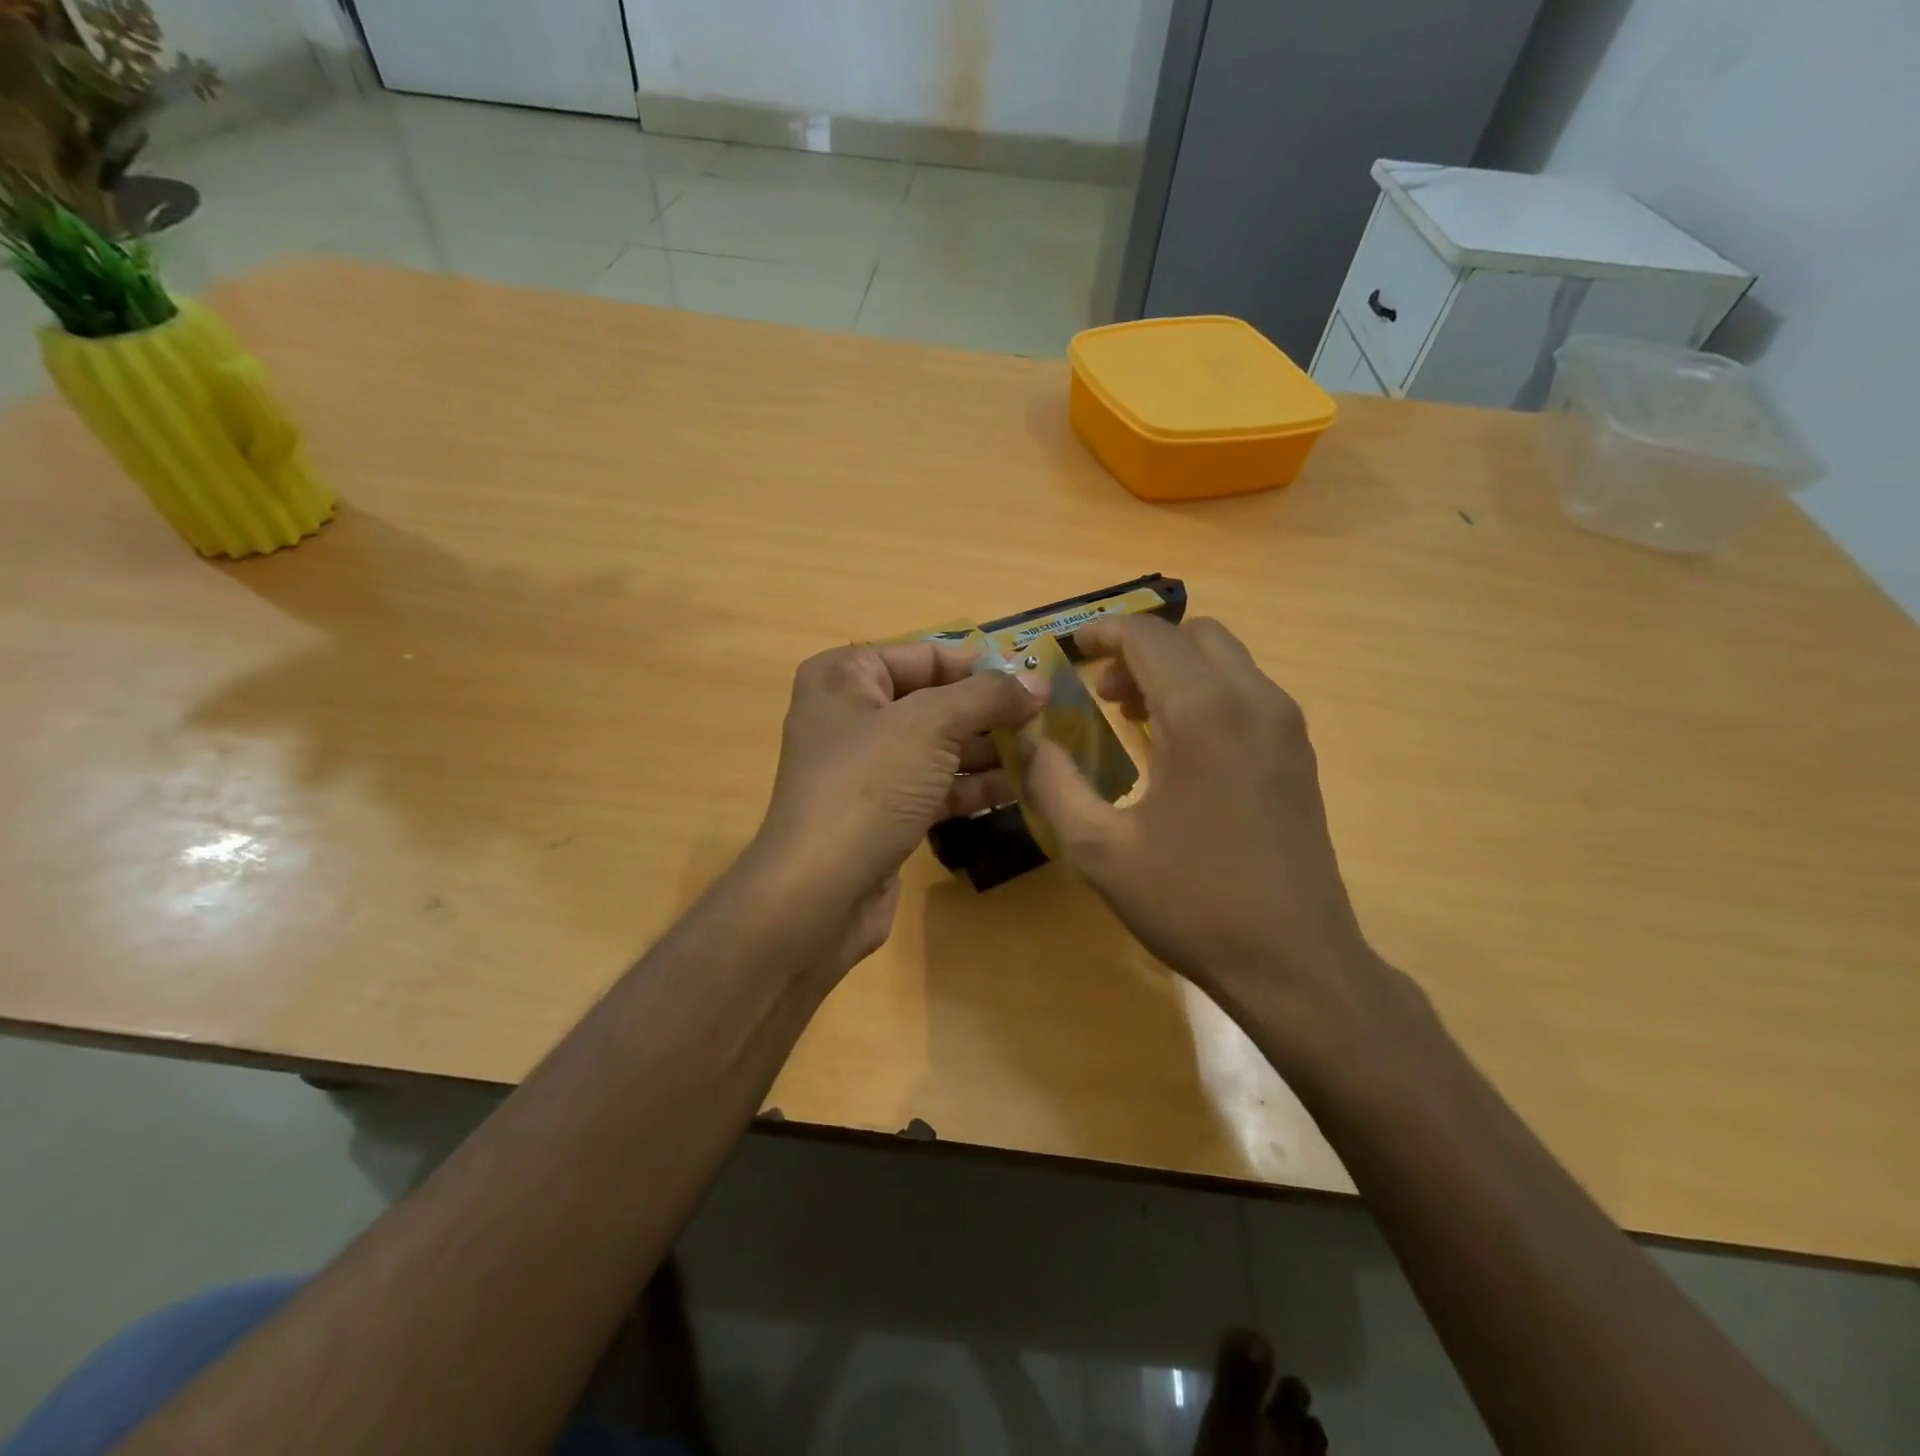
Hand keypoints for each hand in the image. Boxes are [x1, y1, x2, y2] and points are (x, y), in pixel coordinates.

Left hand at [752, 641, 1039, 959]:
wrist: (820, 892)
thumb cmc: (870, 786)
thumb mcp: (931, 725)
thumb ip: (987, 696)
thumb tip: (1037, 682)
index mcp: (845, 676)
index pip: (925, 655)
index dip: (981, 665)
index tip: (1035, 679)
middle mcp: (851, 715)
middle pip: (935, 701)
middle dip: (990, 711)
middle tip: (1047, 720)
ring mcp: (866, 767)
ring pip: (939, 747)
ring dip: (989, 750)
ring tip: (1045, 754)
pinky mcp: (882, 812)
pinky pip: (935, 786)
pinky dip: (973, 786)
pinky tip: (1020, 790)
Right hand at [1021, 616, 1388, 1041]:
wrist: (1294, 961)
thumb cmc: (1191, 902)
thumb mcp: (1098, 848)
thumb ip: (1051, 782)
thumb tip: (1029, 739)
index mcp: (1203, 713)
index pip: (1148, 636)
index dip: (1102, 632)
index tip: (1069, 650)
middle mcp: (1253, 701)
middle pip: (1193, 635)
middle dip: (1140, 649)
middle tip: (1102, 691)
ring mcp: (1285, 725)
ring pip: (1225, 660)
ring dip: (1175, 670)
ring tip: (1134, 717)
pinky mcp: (1298, 753)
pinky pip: (1246, 692)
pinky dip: (1206, 693)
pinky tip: (1179, 747)